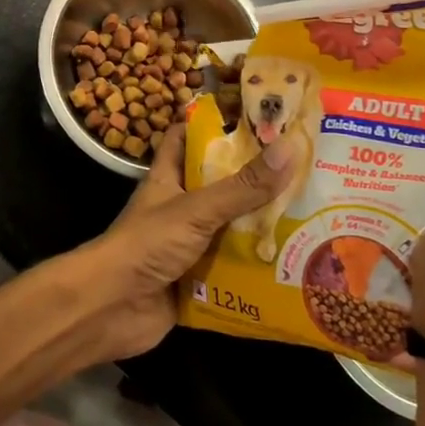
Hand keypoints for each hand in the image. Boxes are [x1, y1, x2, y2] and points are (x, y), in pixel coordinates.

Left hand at [66, 124, 305, 363]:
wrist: (111, 308)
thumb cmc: (147, 244)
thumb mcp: (197, 209)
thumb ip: (242, 186)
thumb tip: (289, 147)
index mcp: (169, 177)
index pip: (186, 137)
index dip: (213, 123)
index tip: (255, 117)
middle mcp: (179, 207)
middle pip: (219, 186)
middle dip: (255, 181)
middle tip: (304, 170)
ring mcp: (187, 245)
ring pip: (230, 229)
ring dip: (262, 229)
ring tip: (313, 217)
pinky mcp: (196, 281)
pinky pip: (232, 271)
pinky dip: (257, 271)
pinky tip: (296, 268)